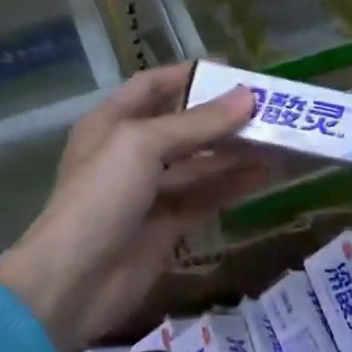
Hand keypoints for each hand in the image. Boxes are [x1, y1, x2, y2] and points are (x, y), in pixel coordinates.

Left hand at [0, 64, 265, 351]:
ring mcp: (150, 191)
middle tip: (267, 108)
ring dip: (235, 152)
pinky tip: (264, 175)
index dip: (189, 75)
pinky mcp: (168, 225)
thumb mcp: (143, 146)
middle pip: (183, 126)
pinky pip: (205, 196)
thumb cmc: (100, 197)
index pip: (152, 87)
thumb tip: (248, 97)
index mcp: (111, 123)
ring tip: (277, 140)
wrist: (74, 281)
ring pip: (199, 163)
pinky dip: (233, 185)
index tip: (233, 70)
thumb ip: (197, 123)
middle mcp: (130, 153)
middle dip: (222, 117)